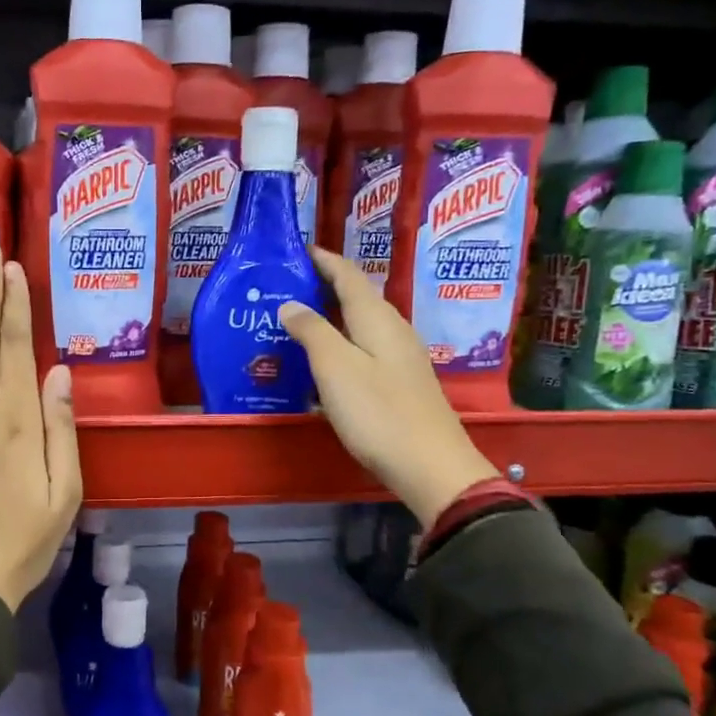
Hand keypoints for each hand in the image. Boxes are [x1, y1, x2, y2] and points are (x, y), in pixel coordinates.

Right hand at [280, 248, 497, 529]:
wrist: (430, 466)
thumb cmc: (378, 413)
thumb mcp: (335, 369)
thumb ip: (312, 331)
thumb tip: (290, 303)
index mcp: (377, 318)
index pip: (348, 274)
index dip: (323, 259)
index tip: (296, 249)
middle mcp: (393, 329)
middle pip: (356, 297)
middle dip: (323, 286)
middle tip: (284, 287)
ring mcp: (400, 357)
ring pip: (360, 324)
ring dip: (330, 317)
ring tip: (295, 321)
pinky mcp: (400, 382)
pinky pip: (364, 349)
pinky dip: (340, 344)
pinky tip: (323, 362)